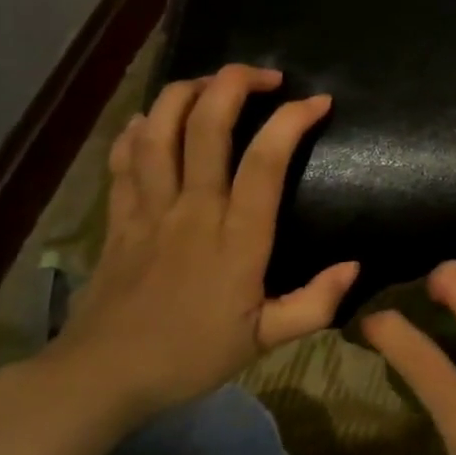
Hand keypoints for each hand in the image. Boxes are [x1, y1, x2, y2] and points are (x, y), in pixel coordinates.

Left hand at [45, 64, 358, 425]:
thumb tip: (354, 266)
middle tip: (267, 77)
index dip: (292, 120)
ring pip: (158, 129)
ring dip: (186, 92)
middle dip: (236, 83)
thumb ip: (315, 304)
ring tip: (214, 84)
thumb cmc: (190, 356)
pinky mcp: (118, 216)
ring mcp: (148, 208)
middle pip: (206, 125)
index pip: (265, 160)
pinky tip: (153, 119)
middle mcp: (192, 209)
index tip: (318, 102)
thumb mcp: (265, 341)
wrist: (100, 377)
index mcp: (235, 237)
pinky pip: (123, 158)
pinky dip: (138, 129)